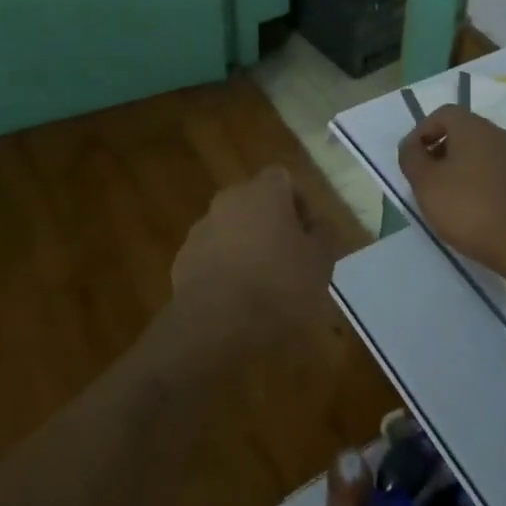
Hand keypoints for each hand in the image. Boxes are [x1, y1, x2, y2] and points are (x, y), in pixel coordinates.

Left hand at [171, 167, 332, 343]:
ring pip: (231, 229)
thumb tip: (316, 224)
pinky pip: (211, 256)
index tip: (307, 235)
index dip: (297, 204)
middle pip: (254, 203)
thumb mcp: (320, 263)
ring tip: (261, 286)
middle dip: (270, 225)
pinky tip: (235, 301)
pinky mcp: (183, 260)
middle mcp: (229, 200)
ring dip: (245, 247)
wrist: (215, 326)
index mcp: (263, 192)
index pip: (283, 179)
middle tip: (287, 259)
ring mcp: (201, 229)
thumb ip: (322, 235)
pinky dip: (223, 269)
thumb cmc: (278, 286)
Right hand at [397, 105, 505, 280]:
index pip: (443, 113)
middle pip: (463, 131)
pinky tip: (476, 210)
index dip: (422, 131)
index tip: (413, 159)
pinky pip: (497, 171)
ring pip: (481, 152)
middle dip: (441, 150)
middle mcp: (499, 134)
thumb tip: (411, 145)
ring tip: (449, 198)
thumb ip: (411, 157)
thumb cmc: (470, 209)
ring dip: (461, 167)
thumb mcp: (426, 183)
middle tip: (427, 180)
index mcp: (474, 127)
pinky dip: (481, 182)